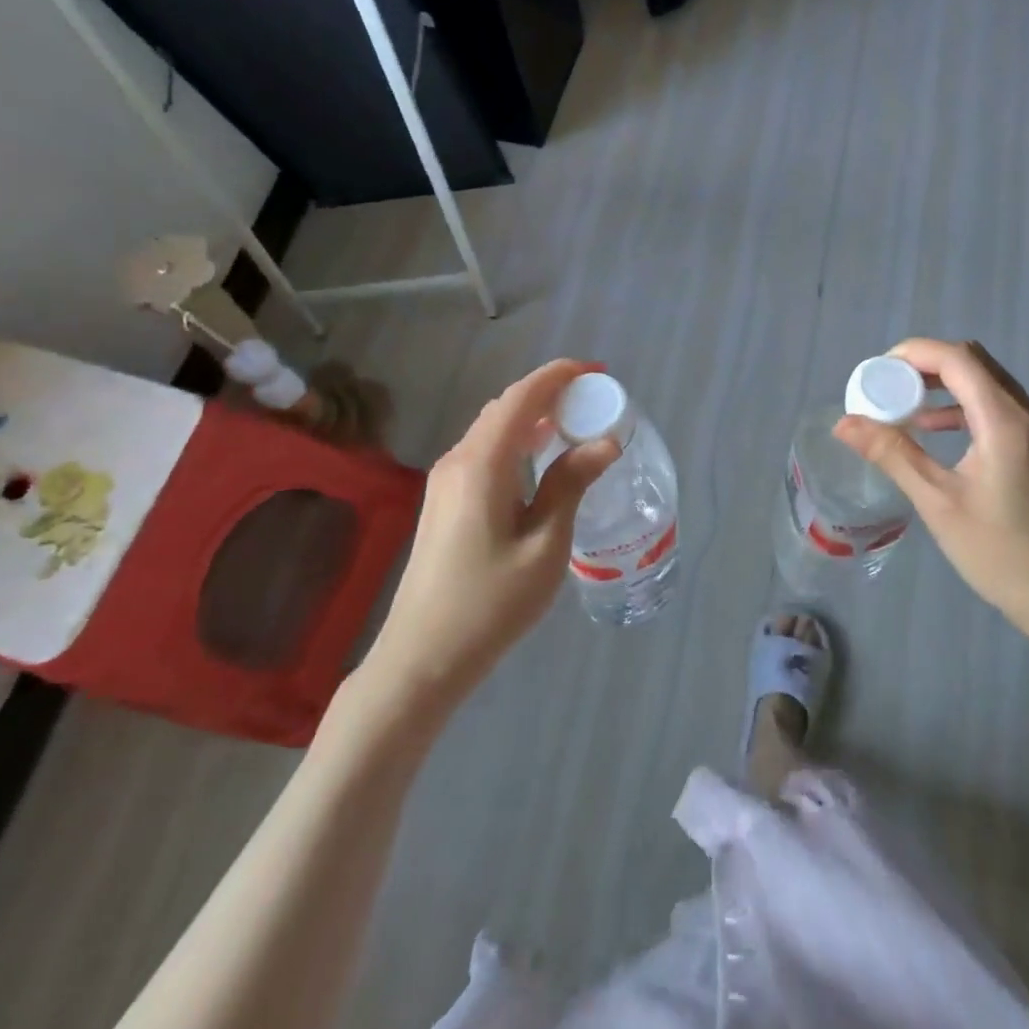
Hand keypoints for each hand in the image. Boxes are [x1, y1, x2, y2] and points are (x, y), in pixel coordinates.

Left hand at [364, 360, 617, 703]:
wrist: (423, 657)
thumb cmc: (491, 603)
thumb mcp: (545, 544)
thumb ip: (571, 485)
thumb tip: (604, 442)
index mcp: (482, 464)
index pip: (522, 398)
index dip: (559, 376)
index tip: (597, 371)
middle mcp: (458, 461)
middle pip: (506, 409)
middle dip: (550, 394)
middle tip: (595, 400)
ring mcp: (445, 482)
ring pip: (493, 430)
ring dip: (533, 418)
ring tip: (576, 424)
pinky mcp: (445, 502)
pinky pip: (486, 453)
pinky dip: (517, 443)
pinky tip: (541, 462)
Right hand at [835, 338, 1028, 669]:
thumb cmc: (1001, 554)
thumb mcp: (938, 503)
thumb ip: (893, 455)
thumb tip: (845, 423)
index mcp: (1005, 422)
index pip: (958, 359)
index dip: (913, 354)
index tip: (876, 372)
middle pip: (975, 363)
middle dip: (926, 366)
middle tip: (886, 387)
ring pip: (988, 384)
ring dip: (945, 385)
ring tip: (903, 407)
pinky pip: (999, 408)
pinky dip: (964, 407)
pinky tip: (936, 432)